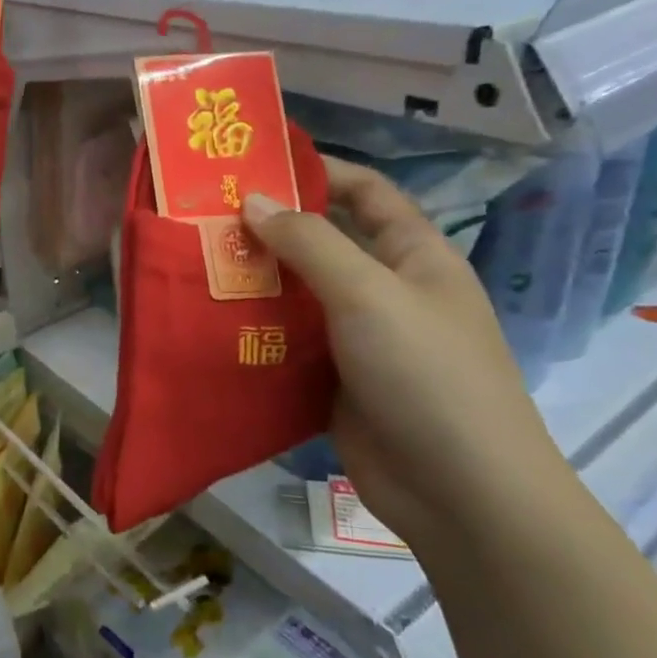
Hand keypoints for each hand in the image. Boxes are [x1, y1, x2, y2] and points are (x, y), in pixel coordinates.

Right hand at [244, 159, 564, 550]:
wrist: (458, 492)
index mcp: (414, 257)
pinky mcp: (333, 381)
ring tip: (197, 265)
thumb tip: (254, 201)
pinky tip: (211, 322)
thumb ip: (309, 243)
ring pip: (299, 296)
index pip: (367, 194)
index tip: (257, 165)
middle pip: (324, 244)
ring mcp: (359, 339)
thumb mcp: (368, 293)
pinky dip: (255, 331)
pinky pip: (288, 343)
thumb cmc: (425, 373)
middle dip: (271, 230)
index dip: (320, 172)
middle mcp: (386, 291)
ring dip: (256, 282)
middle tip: (206, 217)